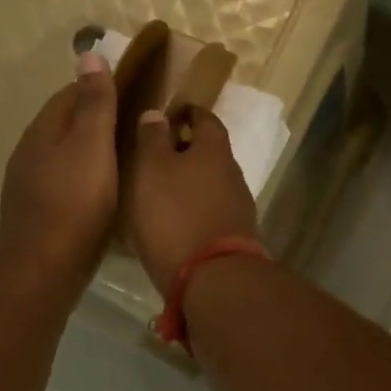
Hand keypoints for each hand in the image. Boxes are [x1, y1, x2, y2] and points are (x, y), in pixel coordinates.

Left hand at [0, 53, 118, 294]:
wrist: (43, 270)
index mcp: (43, 131)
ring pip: (67, 156)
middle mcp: (31, 153)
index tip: (136, 89)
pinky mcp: (41, 214)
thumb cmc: (73, 204)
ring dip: (93, 151)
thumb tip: (89, 53)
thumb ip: (93, 103)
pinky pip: (68, 184)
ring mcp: (32, 186)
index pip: (70, 94)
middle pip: (67, 125)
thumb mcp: (91, 146)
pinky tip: (108, 191)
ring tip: (129, 155)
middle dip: (99, 119)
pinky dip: (88, 179)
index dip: (101, 86)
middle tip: (139, 124)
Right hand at [127, 108, 259, 297]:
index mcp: (214, 150)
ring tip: (162, 190)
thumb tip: (157, 113)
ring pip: (212, 183)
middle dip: (188, 149)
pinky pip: (212, 211)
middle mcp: (232, 173)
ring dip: (191, 182)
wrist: (213, 277)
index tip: (170, 113)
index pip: (205, 118)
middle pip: (211, 152)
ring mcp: (238, 207)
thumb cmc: (175, 215)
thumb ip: (153, 139)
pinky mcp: (235, 236)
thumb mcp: (152, 170)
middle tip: (159, 154)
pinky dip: (195, 208)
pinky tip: (176, 221)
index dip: (188, 112)